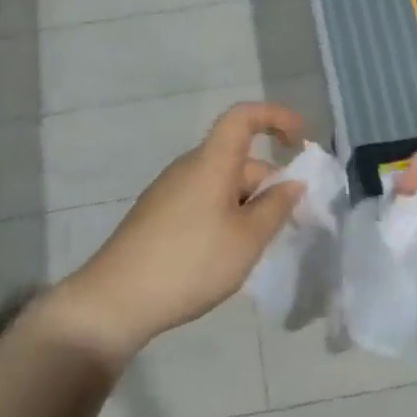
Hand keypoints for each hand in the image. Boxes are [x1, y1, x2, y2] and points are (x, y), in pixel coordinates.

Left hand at [41, 103, 304, 365]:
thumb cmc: (192, 262)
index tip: (299, 141)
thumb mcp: (248, 239)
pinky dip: (225, 217)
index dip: (275, 117)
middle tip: (288, 225)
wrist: (116, 300)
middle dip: (269, 184)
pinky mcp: (157, 215)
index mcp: (211, 162)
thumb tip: (292, 182)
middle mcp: (188, 167)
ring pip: (222, 185)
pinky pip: (203, 202)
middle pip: (238, 160)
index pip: (243, 117)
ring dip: (248, 206)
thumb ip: (276, 206)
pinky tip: (225, 256)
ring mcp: (169, 191)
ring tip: (256, 248)